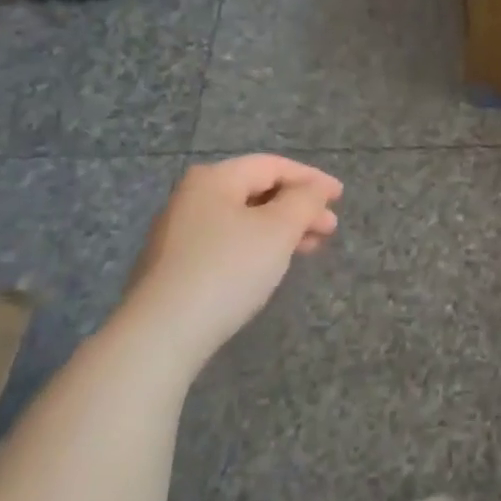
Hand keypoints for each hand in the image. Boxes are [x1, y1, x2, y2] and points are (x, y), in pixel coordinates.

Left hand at [121, 155, 343, 371]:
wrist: (160, 335)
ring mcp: (179, 233)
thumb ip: (304, 201)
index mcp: (214, 179)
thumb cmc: (227, 269)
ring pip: (243, 219)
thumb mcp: (278, 229)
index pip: (272, 165)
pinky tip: (272, 265)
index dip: (311, 178)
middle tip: (329, 228)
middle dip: (298, 207)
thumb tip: (314, 189)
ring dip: (281, 229)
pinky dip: (257, 246)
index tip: (340, 196)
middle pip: (257, 191)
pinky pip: (227, 242)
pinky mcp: (174, 267)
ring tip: (309, 248)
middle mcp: (192, 197)